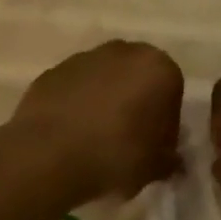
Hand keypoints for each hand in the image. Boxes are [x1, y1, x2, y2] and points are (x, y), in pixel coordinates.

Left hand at [10, 40, 184, 201]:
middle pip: (138, 80)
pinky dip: (77, 105)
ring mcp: (84, 58)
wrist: (48, 155)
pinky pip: (75, 89)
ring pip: (105, 81)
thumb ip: (169, 159)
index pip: (172, 95)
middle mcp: (123, 52)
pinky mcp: (53, 71)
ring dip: (106, 103)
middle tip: (129, 141)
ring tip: (97, 140)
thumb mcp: (156, 167)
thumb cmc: (116, 156)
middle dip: (136, 105)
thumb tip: (171, 161)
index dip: (165, 125)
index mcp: (158, 68)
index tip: (155, 149)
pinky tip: (72, 135)